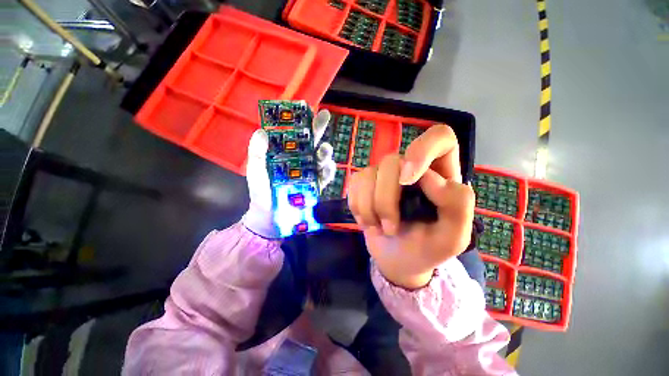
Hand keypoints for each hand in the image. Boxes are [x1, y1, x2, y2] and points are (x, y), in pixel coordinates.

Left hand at [243, 109, 336, 238]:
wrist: (271, 217)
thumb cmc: (262, 193)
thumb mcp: (256, 172)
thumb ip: (257, 153)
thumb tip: (262, 131)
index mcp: (285, 154)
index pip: (294, 134)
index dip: (300, 120)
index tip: (305, 107)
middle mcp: (300, 160)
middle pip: (311, 141)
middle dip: (318, 128)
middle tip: (324, 115)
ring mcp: (310, 172)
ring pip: (321, 157)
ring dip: (325, 150)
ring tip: (324, 148)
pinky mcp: (316, 185)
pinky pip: (325, 176)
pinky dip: (329, 170)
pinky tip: (328, 166)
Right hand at [347, 125, 474, 288]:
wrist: (398, 259)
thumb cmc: (427, 248)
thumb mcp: (453, 238)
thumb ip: (458, 206)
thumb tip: (431, 178)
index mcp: (440, 175)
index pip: (439, 137)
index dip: (422, 150)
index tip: (408, 180)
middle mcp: (410, 168)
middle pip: (391, 161)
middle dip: (386, 200)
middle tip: (391, 227)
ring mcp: (384, 175)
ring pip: (369, 173)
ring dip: (370, 208)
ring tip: (379, 228)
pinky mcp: (365, 183)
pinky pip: (355, 183)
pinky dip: (358, 207)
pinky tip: (367, 221)